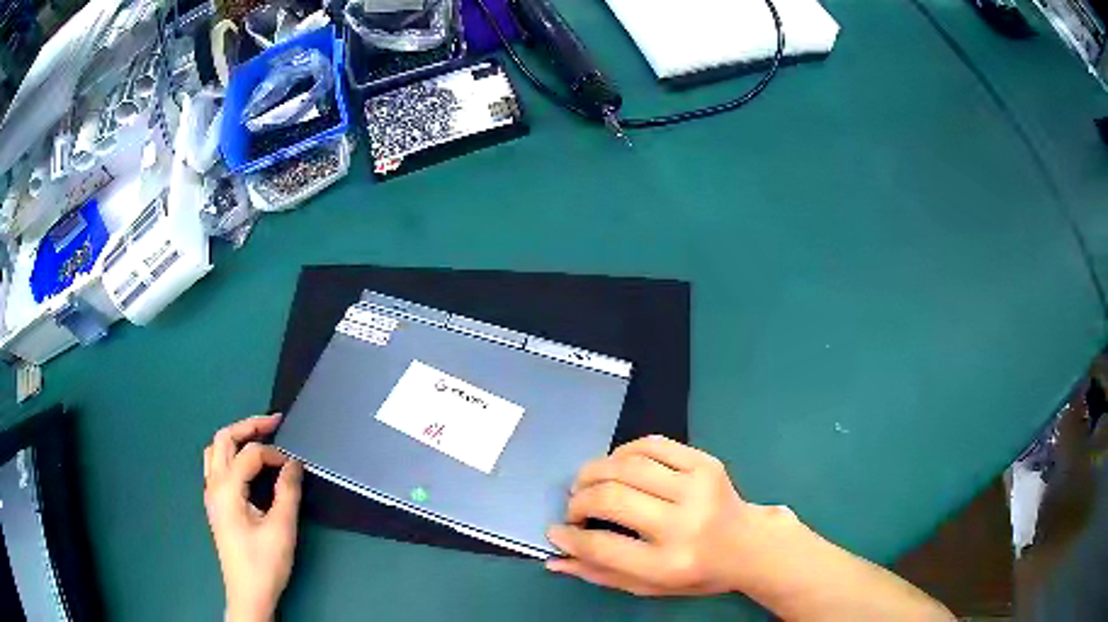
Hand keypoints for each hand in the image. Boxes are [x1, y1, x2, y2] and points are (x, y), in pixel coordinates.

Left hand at [204, 414, 302, 621]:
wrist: (248, 593)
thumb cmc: (264, 563)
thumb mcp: (282, 529)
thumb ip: (288, 492)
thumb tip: (294, 464)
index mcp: (227, 489)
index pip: (250, 454)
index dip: (275, 453)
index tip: (295, 466)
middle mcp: (214, 485)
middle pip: (224, 439)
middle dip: (248, 427)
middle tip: (274, 423)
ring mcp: (211, 494)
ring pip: (215, 449)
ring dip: (235, 438)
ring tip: (258, 438)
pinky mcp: (214, 504)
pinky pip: (215, 465)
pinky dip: (230, 454)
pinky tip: (245, 465)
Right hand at [546, 435, 790, 596]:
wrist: (750, 545)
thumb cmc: (696, 573)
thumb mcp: (649, 586)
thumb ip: (601, 573)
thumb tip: (554, 557)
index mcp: (668, 564)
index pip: (602, 546)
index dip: (569, 537)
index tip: (556, 531)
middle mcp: (683, 524)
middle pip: (611, 499)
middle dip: (578, 501)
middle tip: (573, 509)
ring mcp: (697, 488)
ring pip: (627, 466)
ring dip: (594, 472)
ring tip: (586, 484)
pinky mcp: (705, 463)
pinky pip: (651, 444)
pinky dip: (623, 452)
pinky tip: (616, 466)